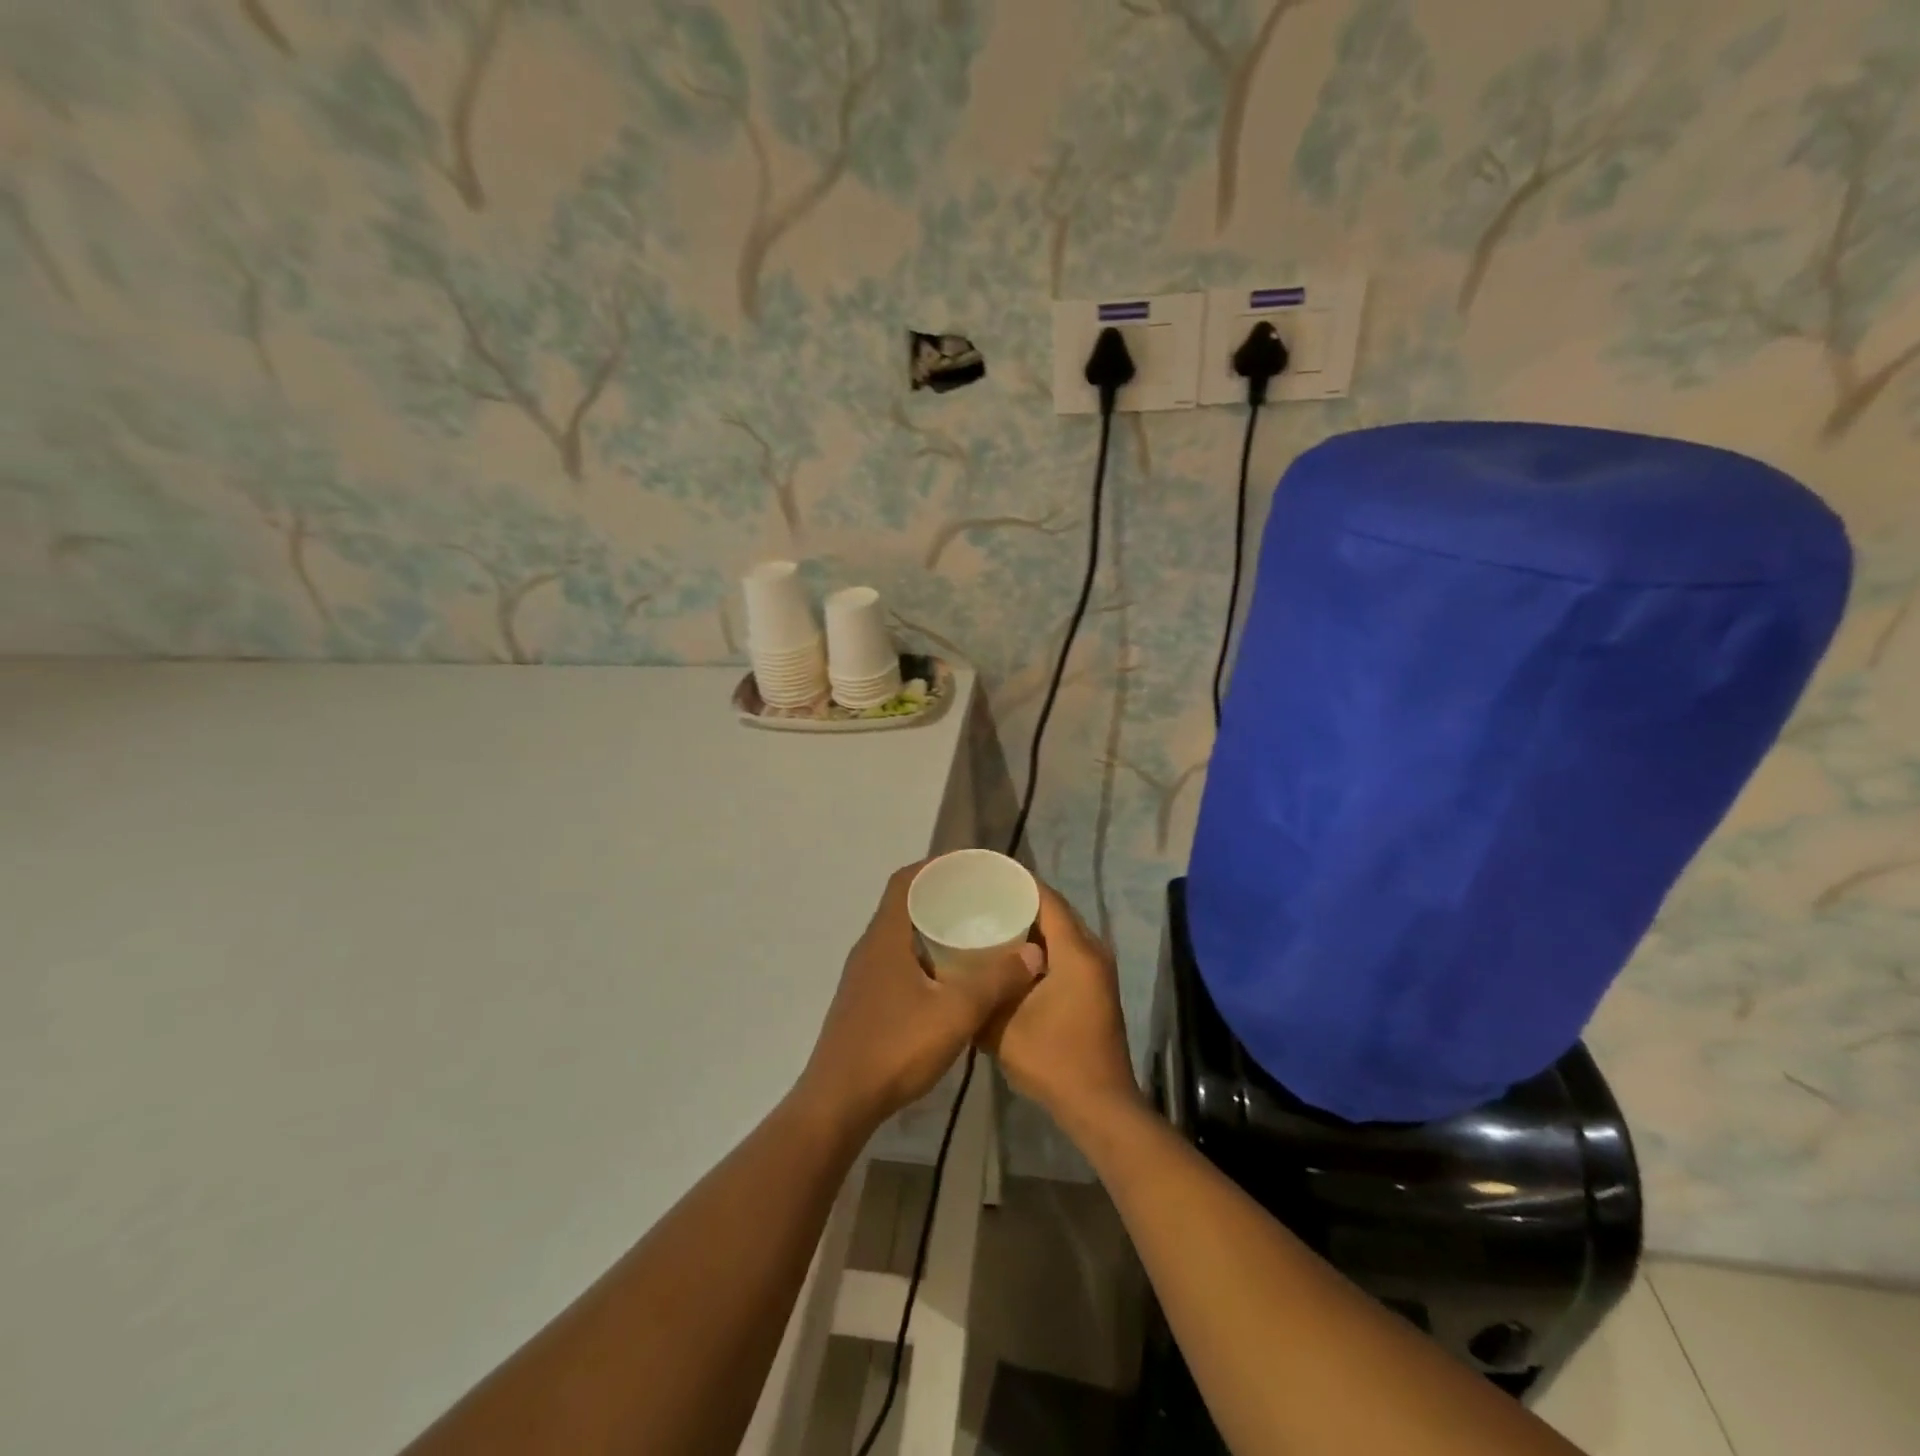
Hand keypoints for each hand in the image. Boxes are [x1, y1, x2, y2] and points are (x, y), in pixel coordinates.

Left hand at [797, 862, 1043, 1133]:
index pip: (905, 881)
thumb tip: (1034, 953)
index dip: (935, 866)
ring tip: (971, 932)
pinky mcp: (864, 1001)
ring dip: (931, 927)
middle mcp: (870, 948)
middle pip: (904, 904)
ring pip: (900, 935)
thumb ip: (996, 981)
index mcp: (886, 937)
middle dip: (941, 895)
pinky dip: (923, 955)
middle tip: (980, 899)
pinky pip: (896, 960)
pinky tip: (949, 977)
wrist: (839, 1102)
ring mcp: (863, 976)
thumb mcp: (956, 1013)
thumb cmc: (895, 1048)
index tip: (969, 867)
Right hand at [980, 879, 1143, 1138]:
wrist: (1099, 1106)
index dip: (1016, 882)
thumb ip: (981, 992)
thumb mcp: (1003, 1026)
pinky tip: (1009, 954)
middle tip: (979, 896)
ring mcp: (1097, 969)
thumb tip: (954, 967)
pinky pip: (1065, 949)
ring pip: (1061, 930)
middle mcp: (1092, 951)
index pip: (1045, 898)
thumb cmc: (1053, 1061)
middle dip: (1019, 900)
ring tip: (989, 918)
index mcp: (1076, 952)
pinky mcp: (1094, 986)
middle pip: (1054, 910)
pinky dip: (1040, 944)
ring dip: (1030, 923)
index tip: (982, 875)